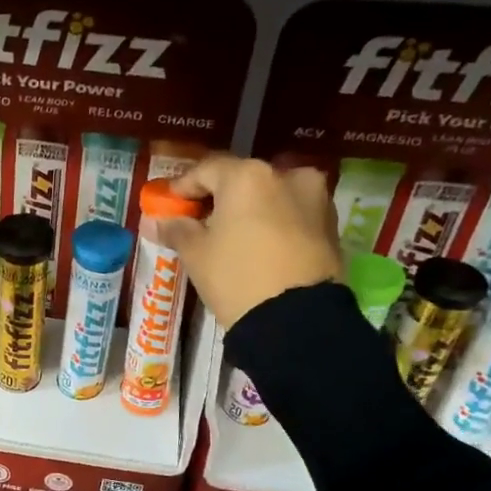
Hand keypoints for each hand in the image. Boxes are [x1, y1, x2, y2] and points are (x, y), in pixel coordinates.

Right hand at [157, 153, 341, 328]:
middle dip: (221, 197)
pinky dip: (276, 223)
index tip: (170, 203)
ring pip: (273, 195)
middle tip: (201, 219)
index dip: (184, 186)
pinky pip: (294, 214)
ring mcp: (315, 199)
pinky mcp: (332, 225)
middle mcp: (286, 175)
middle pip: (243, 179)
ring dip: (252, 208)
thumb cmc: (237, 277)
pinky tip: (261, 245)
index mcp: (248, 176)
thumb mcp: (196, 254)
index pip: (206, 170)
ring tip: (234, 234)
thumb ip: (177, 229)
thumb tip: (158, 220)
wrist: (296, 321)